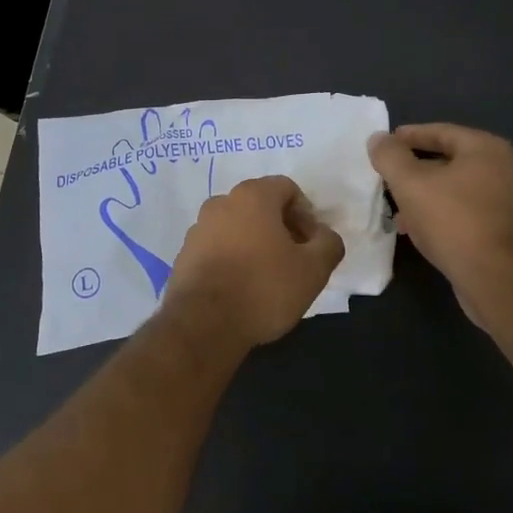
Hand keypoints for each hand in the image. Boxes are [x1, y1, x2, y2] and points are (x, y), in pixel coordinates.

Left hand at [161, 176, 345, 351]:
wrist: (204, 324)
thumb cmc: (264, 288)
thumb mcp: (314, 269)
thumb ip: (328, 244)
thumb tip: (324, 236)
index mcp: (252, 196)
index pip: (287, 188)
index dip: (306, 213)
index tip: (311, 244)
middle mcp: (220, 203)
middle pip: (260, 205)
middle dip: (281, 227)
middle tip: (294, 259)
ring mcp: (198, 228)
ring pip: (236, 226)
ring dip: (255, 242)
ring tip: (267, 276)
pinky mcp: (184, 254)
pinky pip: (216, 247)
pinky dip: (232, 258)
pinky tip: (241, 287)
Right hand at [368, 124, 512, 324]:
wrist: (495, 276)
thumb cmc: (452, 219)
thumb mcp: (410, 183)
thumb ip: (390, 156)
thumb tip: (378, 139)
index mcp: (486, 148)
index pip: (440, 132)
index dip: (409, 136)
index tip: (385, 144)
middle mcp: (504, 168)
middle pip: (449, 160)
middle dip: (415, 170)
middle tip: (388, 178)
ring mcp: (510, 201)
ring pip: (457, 189)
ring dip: (426, 195)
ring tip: (398, 210)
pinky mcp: (506, 230)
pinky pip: (467, 211)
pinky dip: (443, 214)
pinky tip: (421, 230)